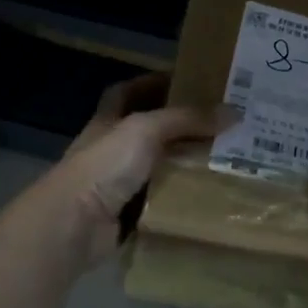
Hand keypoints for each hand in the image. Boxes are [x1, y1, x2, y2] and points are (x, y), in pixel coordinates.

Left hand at [15, 73, 231, 269]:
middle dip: (183, 126)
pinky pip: (164, 200)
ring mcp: (119, 184)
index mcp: (108, 121)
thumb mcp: (146, 130)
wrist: (72, 226)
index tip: (190, 81)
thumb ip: (188, 119)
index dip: (155, 83)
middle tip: (223, 121)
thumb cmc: (104, 166)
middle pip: (151, 130)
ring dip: (187, 163)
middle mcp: (112, 149)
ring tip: (228, 156)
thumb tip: (235, 112)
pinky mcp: (129, 214)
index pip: (130, 92)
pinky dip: (183, 197)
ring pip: (161, 167)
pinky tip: (212, 192)